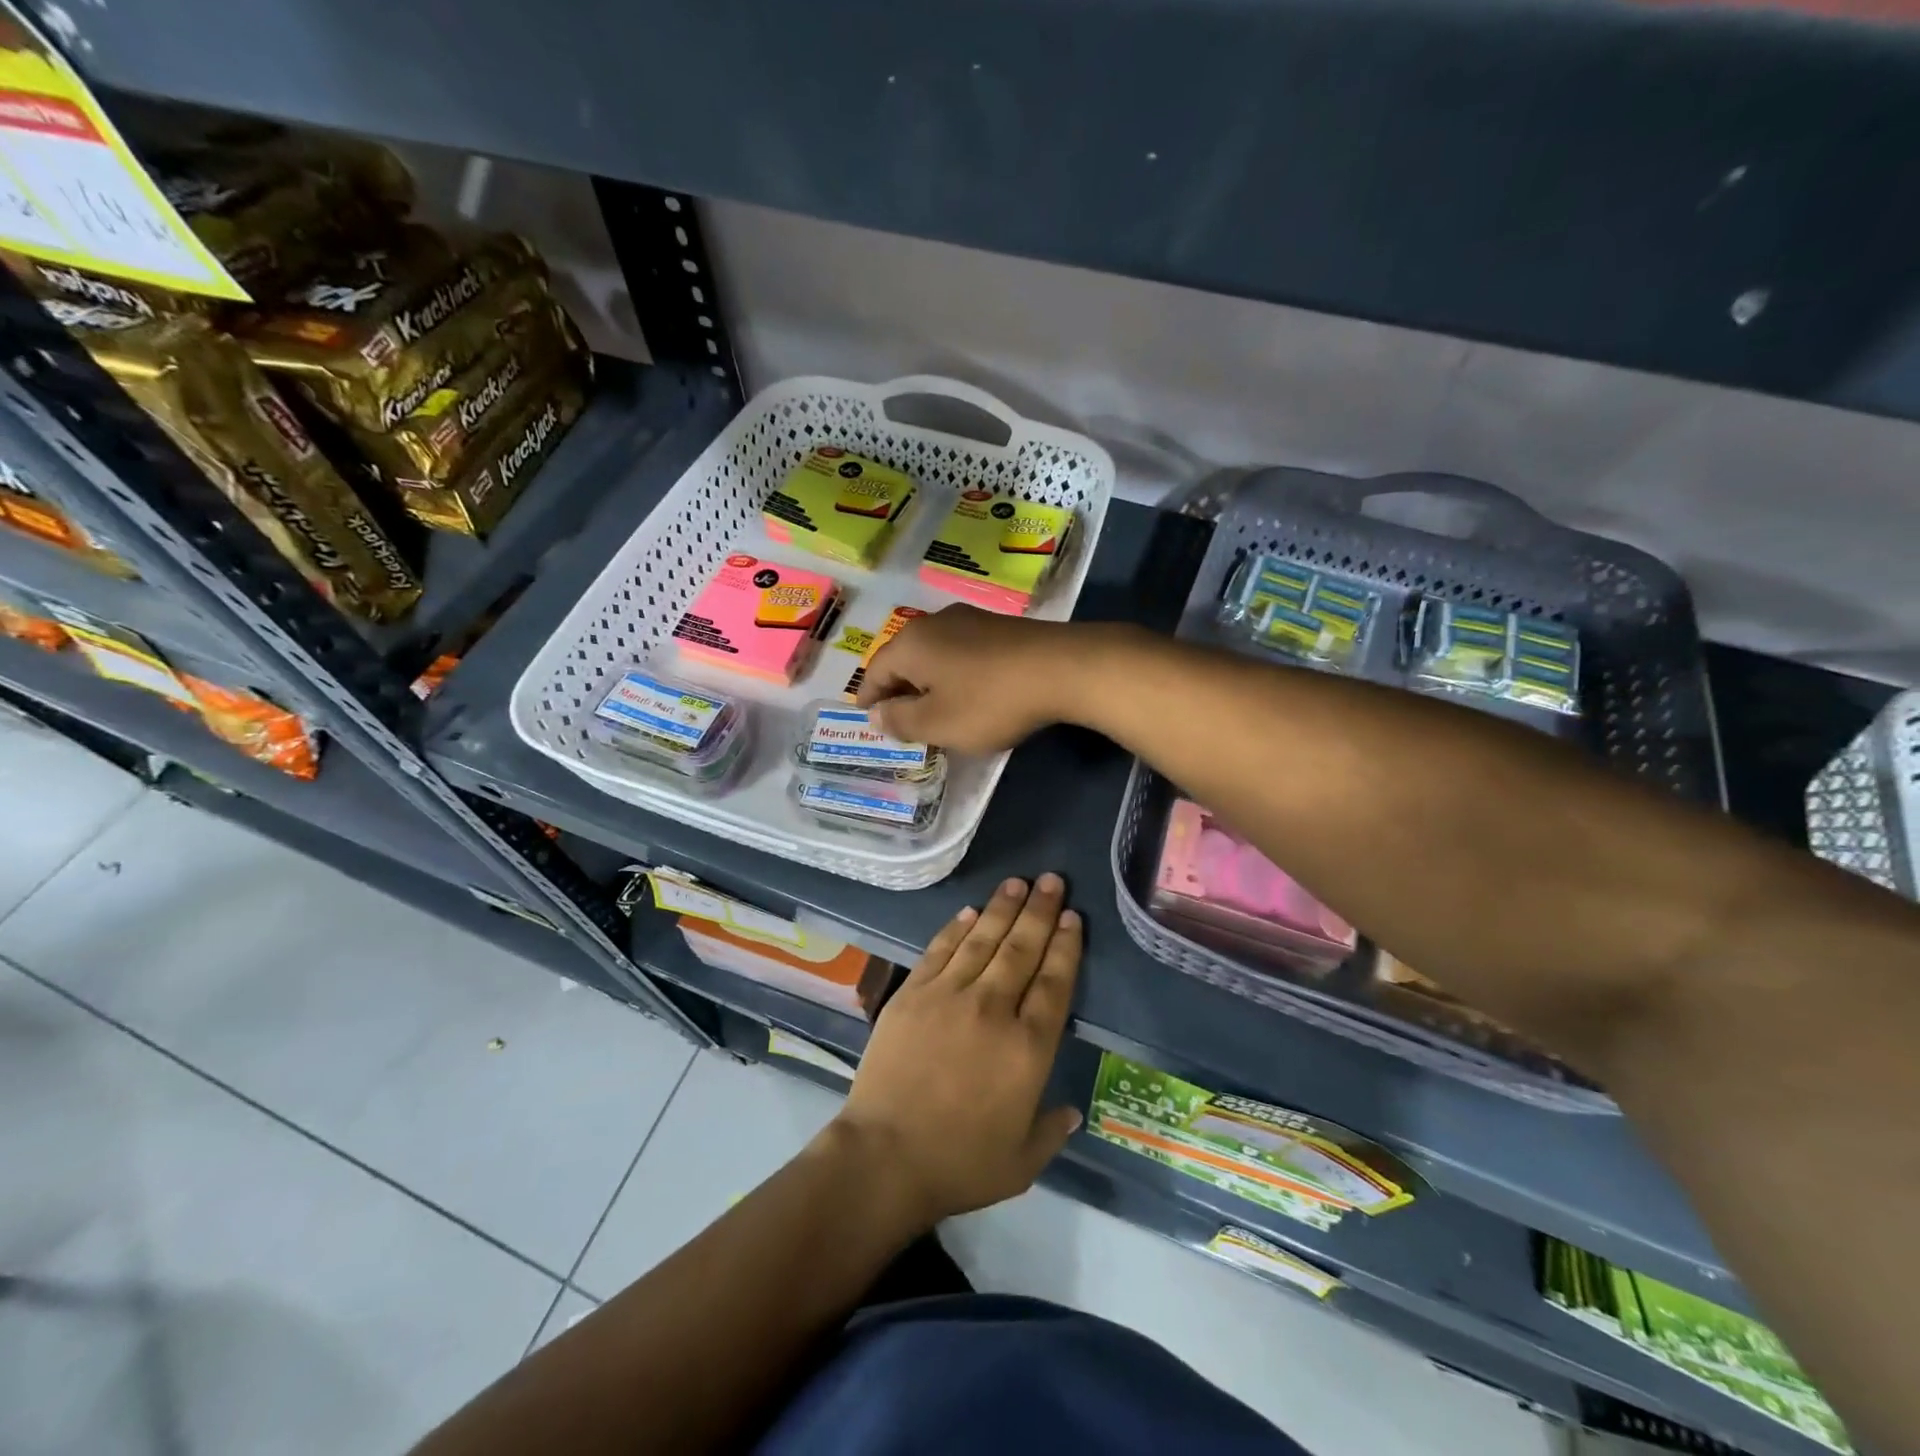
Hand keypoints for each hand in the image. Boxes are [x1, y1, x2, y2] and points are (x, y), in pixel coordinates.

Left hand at [829, 874, 1083, 1227]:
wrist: (884, 1157)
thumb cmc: (959, 1164)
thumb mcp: (1022, 1163)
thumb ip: (1052, 1130)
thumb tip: (1073, 1110)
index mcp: (1028, 1048)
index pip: (1054, 982)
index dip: (1065, 946)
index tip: (1072, 917)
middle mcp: (993, 1009)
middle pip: (1022, 949)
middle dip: (1040, 911)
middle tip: (1052, 880)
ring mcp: (949, 995)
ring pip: (983, 940)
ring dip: (1003, 908)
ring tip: (1018, 881)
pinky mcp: (913, 993)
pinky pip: (940, 950)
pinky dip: (957, 928)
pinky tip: (971, 911)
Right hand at [855, 605, 1078, 752]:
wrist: (1061, 668)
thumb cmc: (989, 701)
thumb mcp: (938, 723)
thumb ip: (900, 721)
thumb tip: (876, 714)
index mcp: (910, 644)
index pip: (875, 671)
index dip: (869, 698)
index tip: (866, 718)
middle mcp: (934, 623)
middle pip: (903, 658)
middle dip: (897, 689)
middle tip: (897, 718)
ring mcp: (969, 620)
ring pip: (933, 653)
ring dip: (927, 681)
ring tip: (931, 708)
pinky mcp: (998, 627)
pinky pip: (960, 652)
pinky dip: (953, 674)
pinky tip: (967, 692)